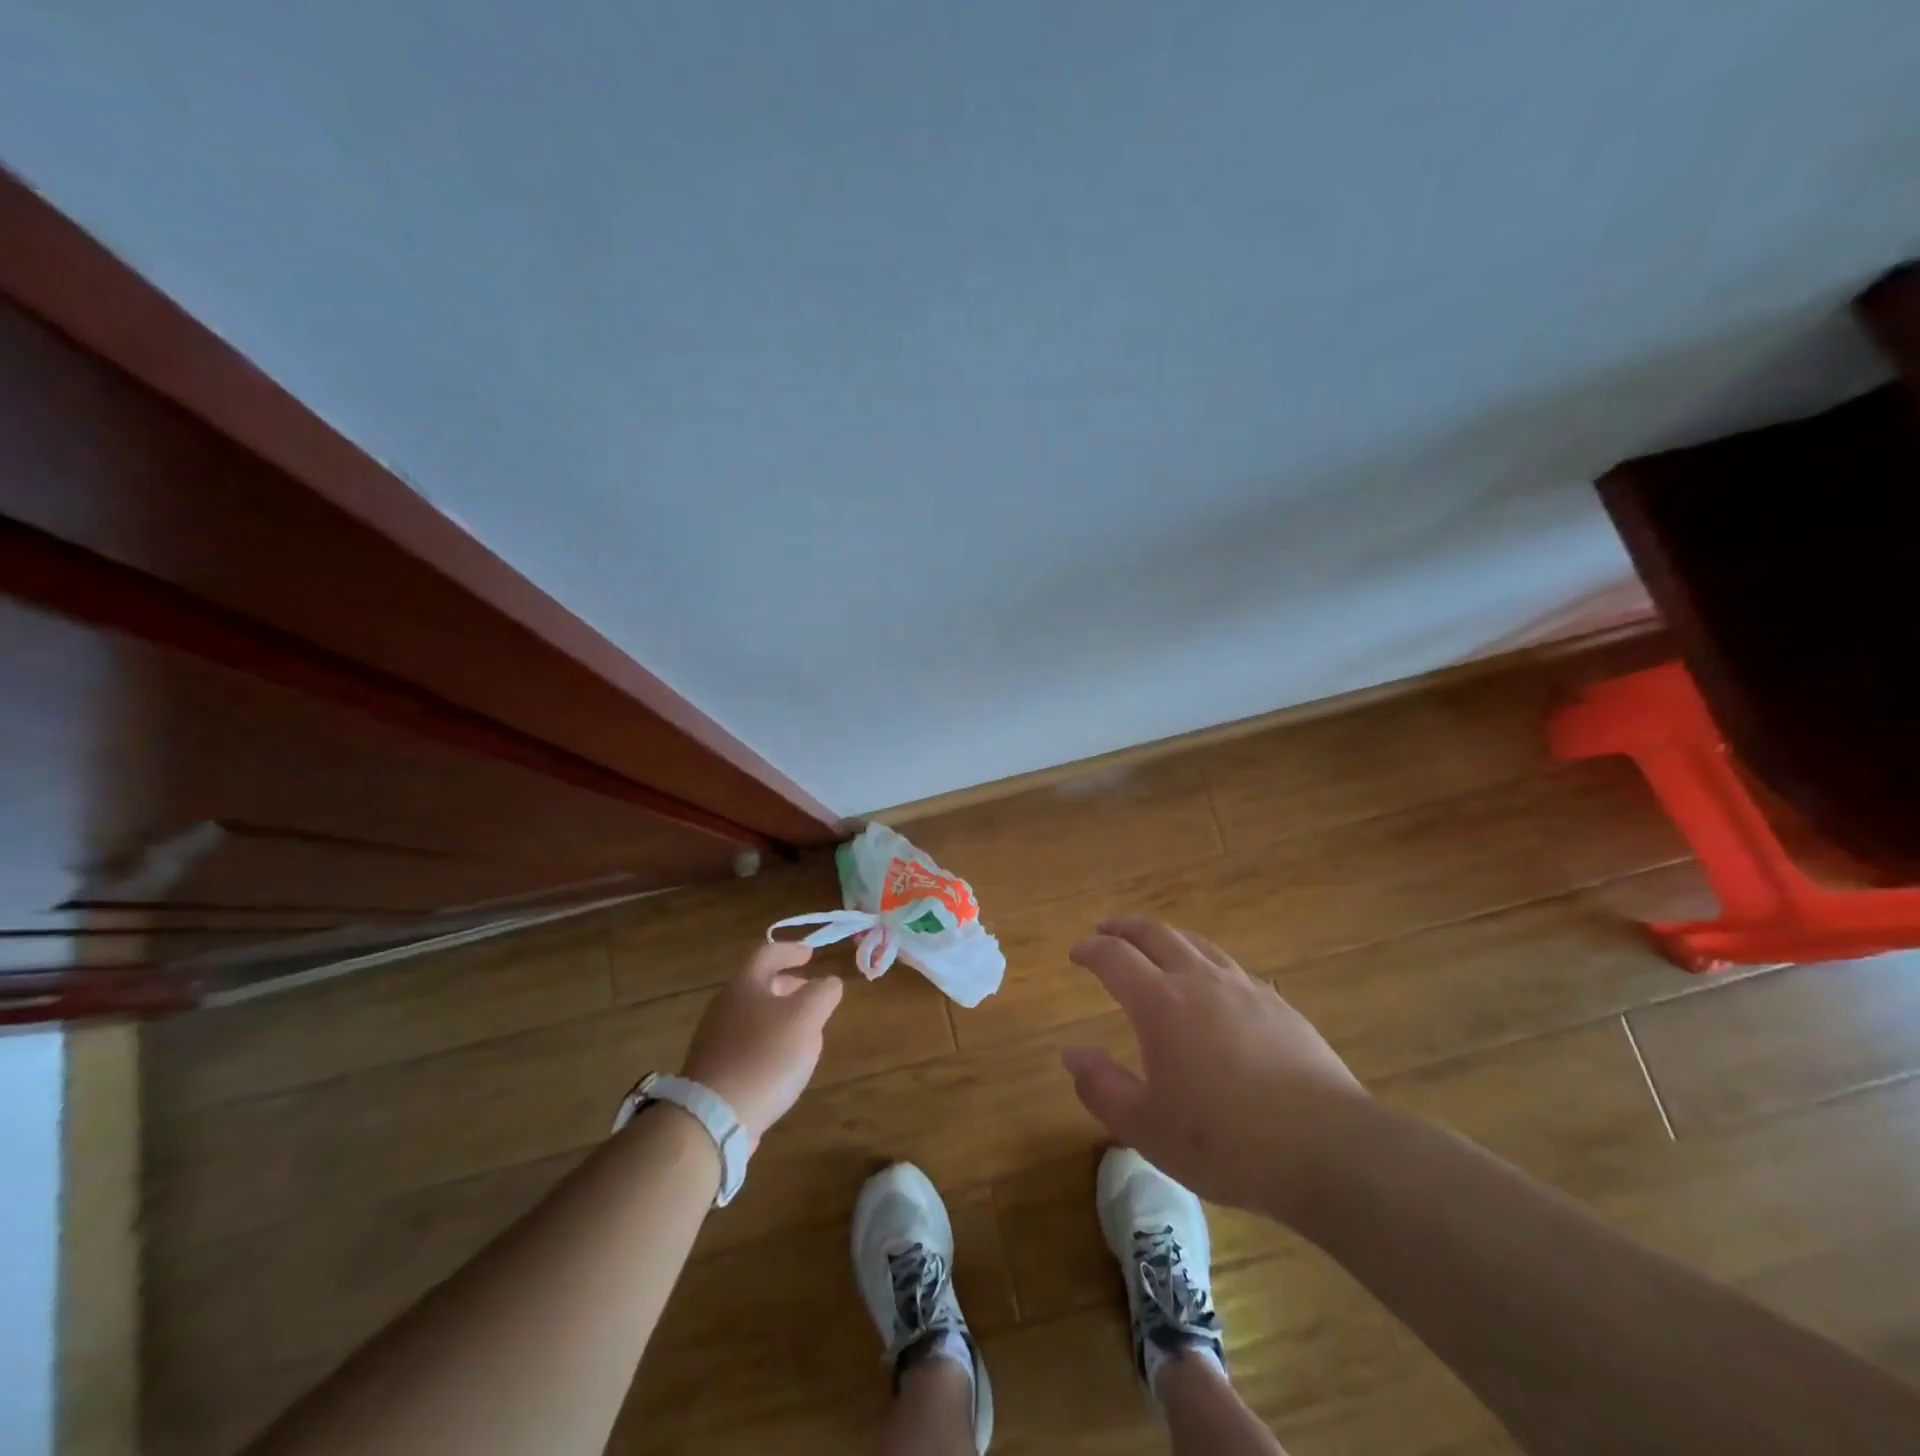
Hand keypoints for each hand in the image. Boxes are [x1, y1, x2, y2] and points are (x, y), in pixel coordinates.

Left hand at [681, 942, 843, 1144]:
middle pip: (758, 985)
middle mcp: (724, 1006)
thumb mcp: (806, 1017)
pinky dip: (767, 1042)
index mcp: (744, 985)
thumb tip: (829, 983)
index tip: (811, 954)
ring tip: (803, 1030)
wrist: (713, 1118)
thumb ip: (823, 993)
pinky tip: (783, 1063)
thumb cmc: (765, 1056)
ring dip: (779, 1015)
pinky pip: (746, 1044)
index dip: (791, 950)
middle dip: (787, 984)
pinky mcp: (714, 1070)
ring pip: (752, 1015)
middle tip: (810, 992)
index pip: (767, 952)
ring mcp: (714, 1039)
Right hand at [1060, 917, 1372, 1220]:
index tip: (1077, 953)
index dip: (1091, 950)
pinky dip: (1205, 961)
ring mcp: (1244, 988)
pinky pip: (1231, 967)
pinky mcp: (1279, 1005)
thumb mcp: (1147, 1128)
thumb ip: (1102, 1087)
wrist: (1329, 1149)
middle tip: (1106, 930)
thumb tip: (1072, 1054)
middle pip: (1156, 934)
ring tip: (1155, 946)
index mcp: (1161, 1003)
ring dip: (1166, 937)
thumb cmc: (1227, 1142)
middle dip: (1125, 928)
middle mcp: (1199, 981)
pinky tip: (1213, 984)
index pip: (1114, 957)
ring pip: (1197, 943)